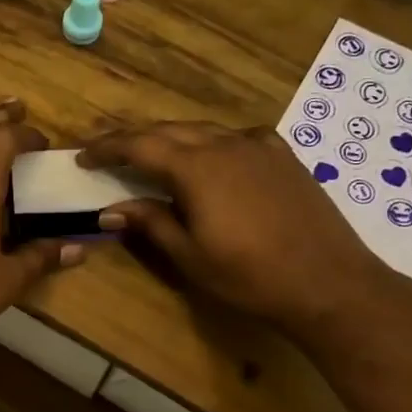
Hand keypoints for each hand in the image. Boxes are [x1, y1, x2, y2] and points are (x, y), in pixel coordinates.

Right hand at [78, 121, 385, 331]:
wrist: (329, 282)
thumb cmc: (250, 276)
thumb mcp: (190, 256)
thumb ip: (150, 223)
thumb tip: (110, 208)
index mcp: (196, 167)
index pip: (139, 145)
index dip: (107, 148)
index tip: (82, 156)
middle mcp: (225, 144)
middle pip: (169, 130)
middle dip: (134, 139)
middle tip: (109, 154)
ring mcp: (258, 146)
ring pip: (203, 130)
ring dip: (172, 139)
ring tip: (154, 157)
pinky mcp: (282, 156)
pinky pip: (236, 137)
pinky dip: (212, 143)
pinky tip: (213, 160)